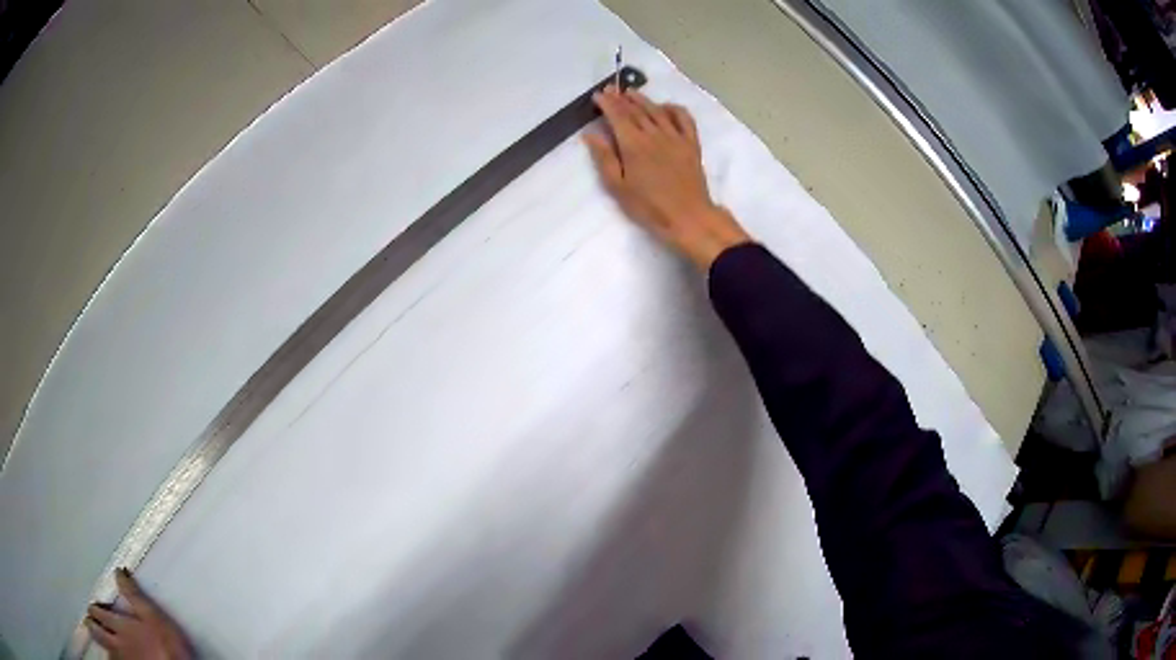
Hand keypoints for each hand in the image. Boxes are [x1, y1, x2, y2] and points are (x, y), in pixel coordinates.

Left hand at [85, 569, 191, 659]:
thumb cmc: (166, 645)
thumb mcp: (154, 617)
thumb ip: (134, 595)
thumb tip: (118, 572)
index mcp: (120, 626)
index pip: (99, 612)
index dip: (94, 608)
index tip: (94, 606)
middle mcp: (117, 643)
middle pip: (97, 631)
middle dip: (92, 624)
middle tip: (90, 620)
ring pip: (105, 649)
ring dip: (100, 642)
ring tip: (98, 639)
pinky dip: (111, 658)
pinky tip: (112, 658)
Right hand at [584, 86, 750, 268]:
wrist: (688, 217)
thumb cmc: (649, 207)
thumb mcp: (618, 187)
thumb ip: (604, 158)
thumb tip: (590, 134)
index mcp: (633, 144)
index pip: (617, 116)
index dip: (606, 103)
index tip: (597, 95)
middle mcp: (654, 134)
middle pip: (636, 110)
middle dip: (621, 98)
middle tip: (611, 89)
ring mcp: (675, 136)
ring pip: (657, 110)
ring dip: (643, 99)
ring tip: (631, 92)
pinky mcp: (691, 143)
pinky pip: (684, 118)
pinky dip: (673, 108)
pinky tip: (665, 107)